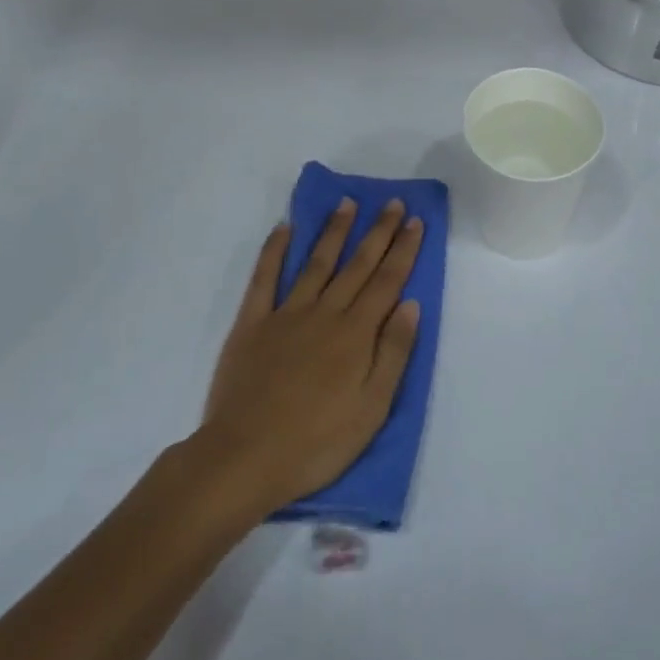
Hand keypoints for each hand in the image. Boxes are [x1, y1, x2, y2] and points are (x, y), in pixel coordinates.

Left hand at [197, 199, 423, 516]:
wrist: (245, 457)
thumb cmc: (317, 442)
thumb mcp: (372, 409)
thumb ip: (393, 353)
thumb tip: (410, 303)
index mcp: (356, 334)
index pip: (387, 282)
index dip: (403, 250)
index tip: (414, 221)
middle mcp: (324, 313)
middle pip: (356, 265)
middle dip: (377, 232)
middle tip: (392, 202)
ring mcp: (285, 314)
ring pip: (315, 262)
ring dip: (333, 231)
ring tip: (347, 203)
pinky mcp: (251, 324)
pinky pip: (264, 278)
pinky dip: (274, 251)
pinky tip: (284, 228)